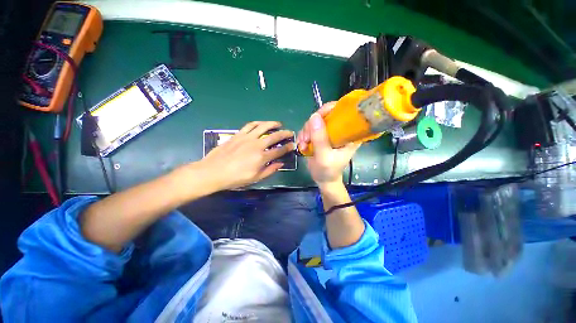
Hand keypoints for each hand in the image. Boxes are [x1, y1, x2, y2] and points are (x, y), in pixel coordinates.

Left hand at [200, 121, 294, 189]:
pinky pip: (250, 125)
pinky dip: (258, 123)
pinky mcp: (238, 134)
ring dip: (273, 124)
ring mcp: (247, 138)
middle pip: (274, 136)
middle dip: (284, 134)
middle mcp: (256, 145)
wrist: (213, 171)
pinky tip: (262, 124)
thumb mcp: (255, 178)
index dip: (287, 147)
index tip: (292, 145)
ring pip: (263, 126)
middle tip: (290, 132)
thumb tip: (281, 164)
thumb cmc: (235, 178)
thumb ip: (269, 170)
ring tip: (279, 124)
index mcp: (261, 157)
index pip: (279, 151)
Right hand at [297, 102, 359, 187]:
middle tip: (306, 139)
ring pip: (314, 122)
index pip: (342, 111)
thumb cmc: (328, 170)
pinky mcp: (319, 136)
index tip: (317, 118)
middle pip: (324, 115)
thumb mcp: (324, 156)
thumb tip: (314, 116)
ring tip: (304, 145)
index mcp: (349, 133)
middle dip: (312, 126)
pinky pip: (309, 129)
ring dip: (306, 133)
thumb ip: (320, 138)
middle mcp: (339, 130)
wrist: (323, 179)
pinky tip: (302, 146)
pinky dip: (303, 136)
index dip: (329, 110)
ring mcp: (328, 133)